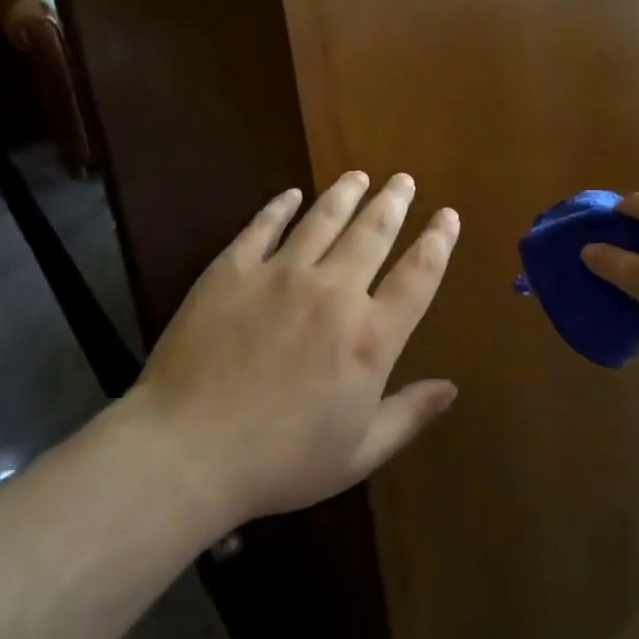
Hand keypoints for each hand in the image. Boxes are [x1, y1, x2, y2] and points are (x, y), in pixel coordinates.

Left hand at [134, 172, 459, 528]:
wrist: (187, 452)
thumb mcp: (357, 453)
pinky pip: (263, 226)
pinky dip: (280, 206)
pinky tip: (291, 195)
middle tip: (403, 179)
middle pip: (372, 233)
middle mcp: (333, 292)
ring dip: (345, 194)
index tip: (448, 215)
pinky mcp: (233, 269)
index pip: (417, 276)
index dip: (438, 242)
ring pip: (323, 219)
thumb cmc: (279, 462)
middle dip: (393, 202)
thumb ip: (408, 415)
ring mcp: (280, 274)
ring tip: (359, 176)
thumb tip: (451, 389)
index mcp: (369, 337)